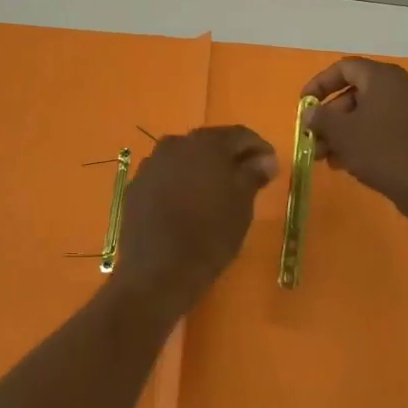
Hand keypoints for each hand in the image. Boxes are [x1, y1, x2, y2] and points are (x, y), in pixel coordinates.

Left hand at [111, 126, 276, 319]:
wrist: (158, 272)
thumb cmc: (210, 236)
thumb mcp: (241, 205)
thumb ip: (253, 174)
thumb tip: (265, 158)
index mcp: (205, 144)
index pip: (239, 135)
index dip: (258, 147)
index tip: (270, 165)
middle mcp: (175, 144)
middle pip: (209, 144)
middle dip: (229, 157)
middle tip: (246, 177)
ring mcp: (151, 164)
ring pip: (184, 158)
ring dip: (201, 168)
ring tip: (216, 192)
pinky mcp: (136, 186)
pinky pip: (164, 176)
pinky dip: (179, 182)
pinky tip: (187, 204)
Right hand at [303, 58, 407, 213]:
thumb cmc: (380, 151)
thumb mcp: (341, 133)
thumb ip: (320, 117)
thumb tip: (310, 113)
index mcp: (384, 77)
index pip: (344, 68)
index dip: (319, 84)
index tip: (304, 104)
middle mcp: (402, 85)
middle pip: (356, 92)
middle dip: (330, 117)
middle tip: (313, 138)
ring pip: (369, 112)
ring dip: (344, 131)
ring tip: (326, 157)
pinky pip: (385, 125)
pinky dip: (364, 137)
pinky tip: (348, 162)